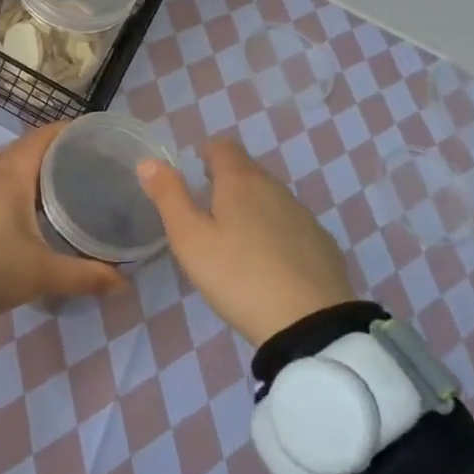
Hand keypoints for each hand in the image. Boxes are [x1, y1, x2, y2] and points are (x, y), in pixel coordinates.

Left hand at [0, 122, 126, 315]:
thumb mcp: (45, 273)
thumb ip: (85, 275)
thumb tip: (123, 281)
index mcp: (11, 179)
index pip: (38, 140)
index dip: (62, 130)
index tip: (86, 131)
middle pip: (20, 149)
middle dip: (47, 147)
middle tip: (76, 157)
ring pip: (2, 165)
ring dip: (24, 163)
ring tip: (49, 177)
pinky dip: (10, 182)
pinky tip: (22, 204)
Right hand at [138, 139, 356, 346]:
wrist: (310, 325)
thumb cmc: (238, 275)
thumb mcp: (190, 238)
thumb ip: (168, 196)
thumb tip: (149, 161)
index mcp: (241, 181)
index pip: (223, 147)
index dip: (206, 154)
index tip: (195, 176)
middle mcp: (276, 189)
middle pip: (248, 172)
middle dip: (227, 183)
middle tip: (208, 214)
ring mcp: (304, 217)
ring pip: (271, 199)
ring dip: (252, 210)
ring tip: (236, 243)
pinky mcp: (324, 246)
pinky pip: (292, 227)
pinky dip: (277, 235)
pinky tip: (269, 266)